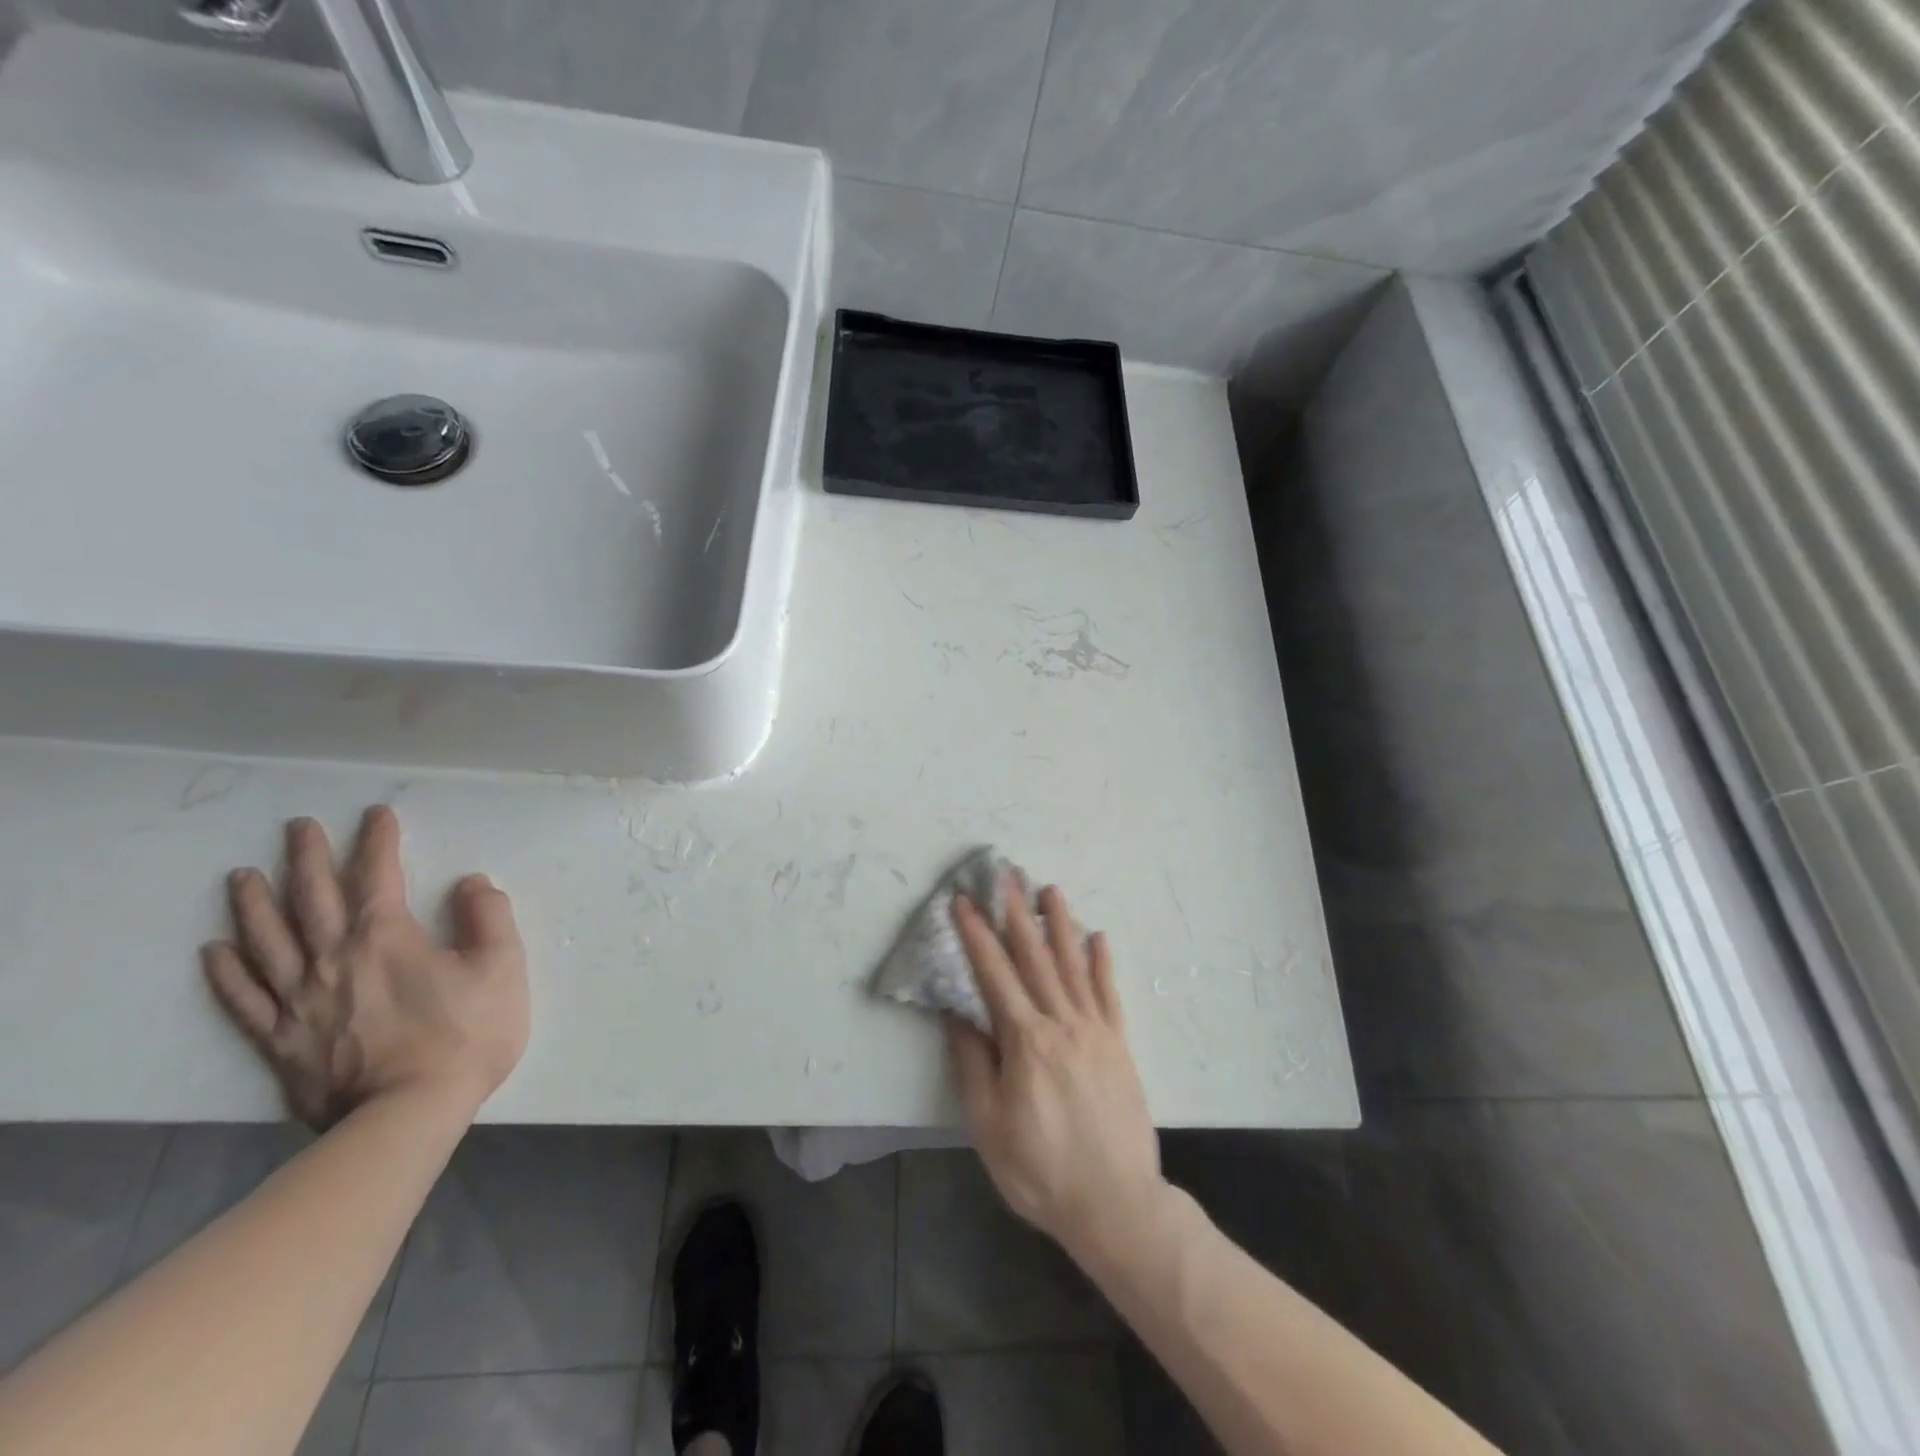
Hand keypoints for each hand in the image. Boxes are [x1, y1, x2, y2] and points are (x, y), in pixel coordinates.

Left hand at [201, 805, 528, 1130]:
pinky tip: (215, 951)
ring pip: (268, 941)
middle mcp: (334, 959)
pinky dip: (227, 972)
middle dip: (306, 858)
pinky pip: (244, 999)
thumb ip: (489, 918)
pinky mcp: (280, 1041)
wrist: (408, 1115)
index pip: (377, 876)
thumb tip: (471, 883)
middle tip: (298, 827)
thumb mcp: (502, 968)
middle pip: (312, 899)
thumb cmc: (464, 1036)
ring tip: (242, 876)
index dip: (377, 841)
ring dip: (254, 904)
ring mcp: (299, 1001)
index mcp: (387, 938)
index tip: (376, 815)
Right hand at [947, 879, 1167, 1267]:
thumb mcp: (988, 1124)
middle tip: (1007, 875)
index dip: (977, 934)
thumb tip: (959, 1014)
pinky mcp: (1119, 1044)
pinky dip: (1102, 962)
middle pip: (1034, 957)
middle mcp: (1062, 1022)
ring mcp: (1095, 1030)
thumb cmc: (1040, 1169)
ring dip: (1059, 924)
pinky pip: (1109, 994)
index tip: (964, 900)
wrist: (1115, 1204)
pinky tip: (1098, 937)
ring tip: (1050, 890)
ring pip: (1073, 965)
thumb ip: (973, 1063)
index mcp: (1026, 1040)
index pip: (994, 973)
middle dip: (1017, 913)